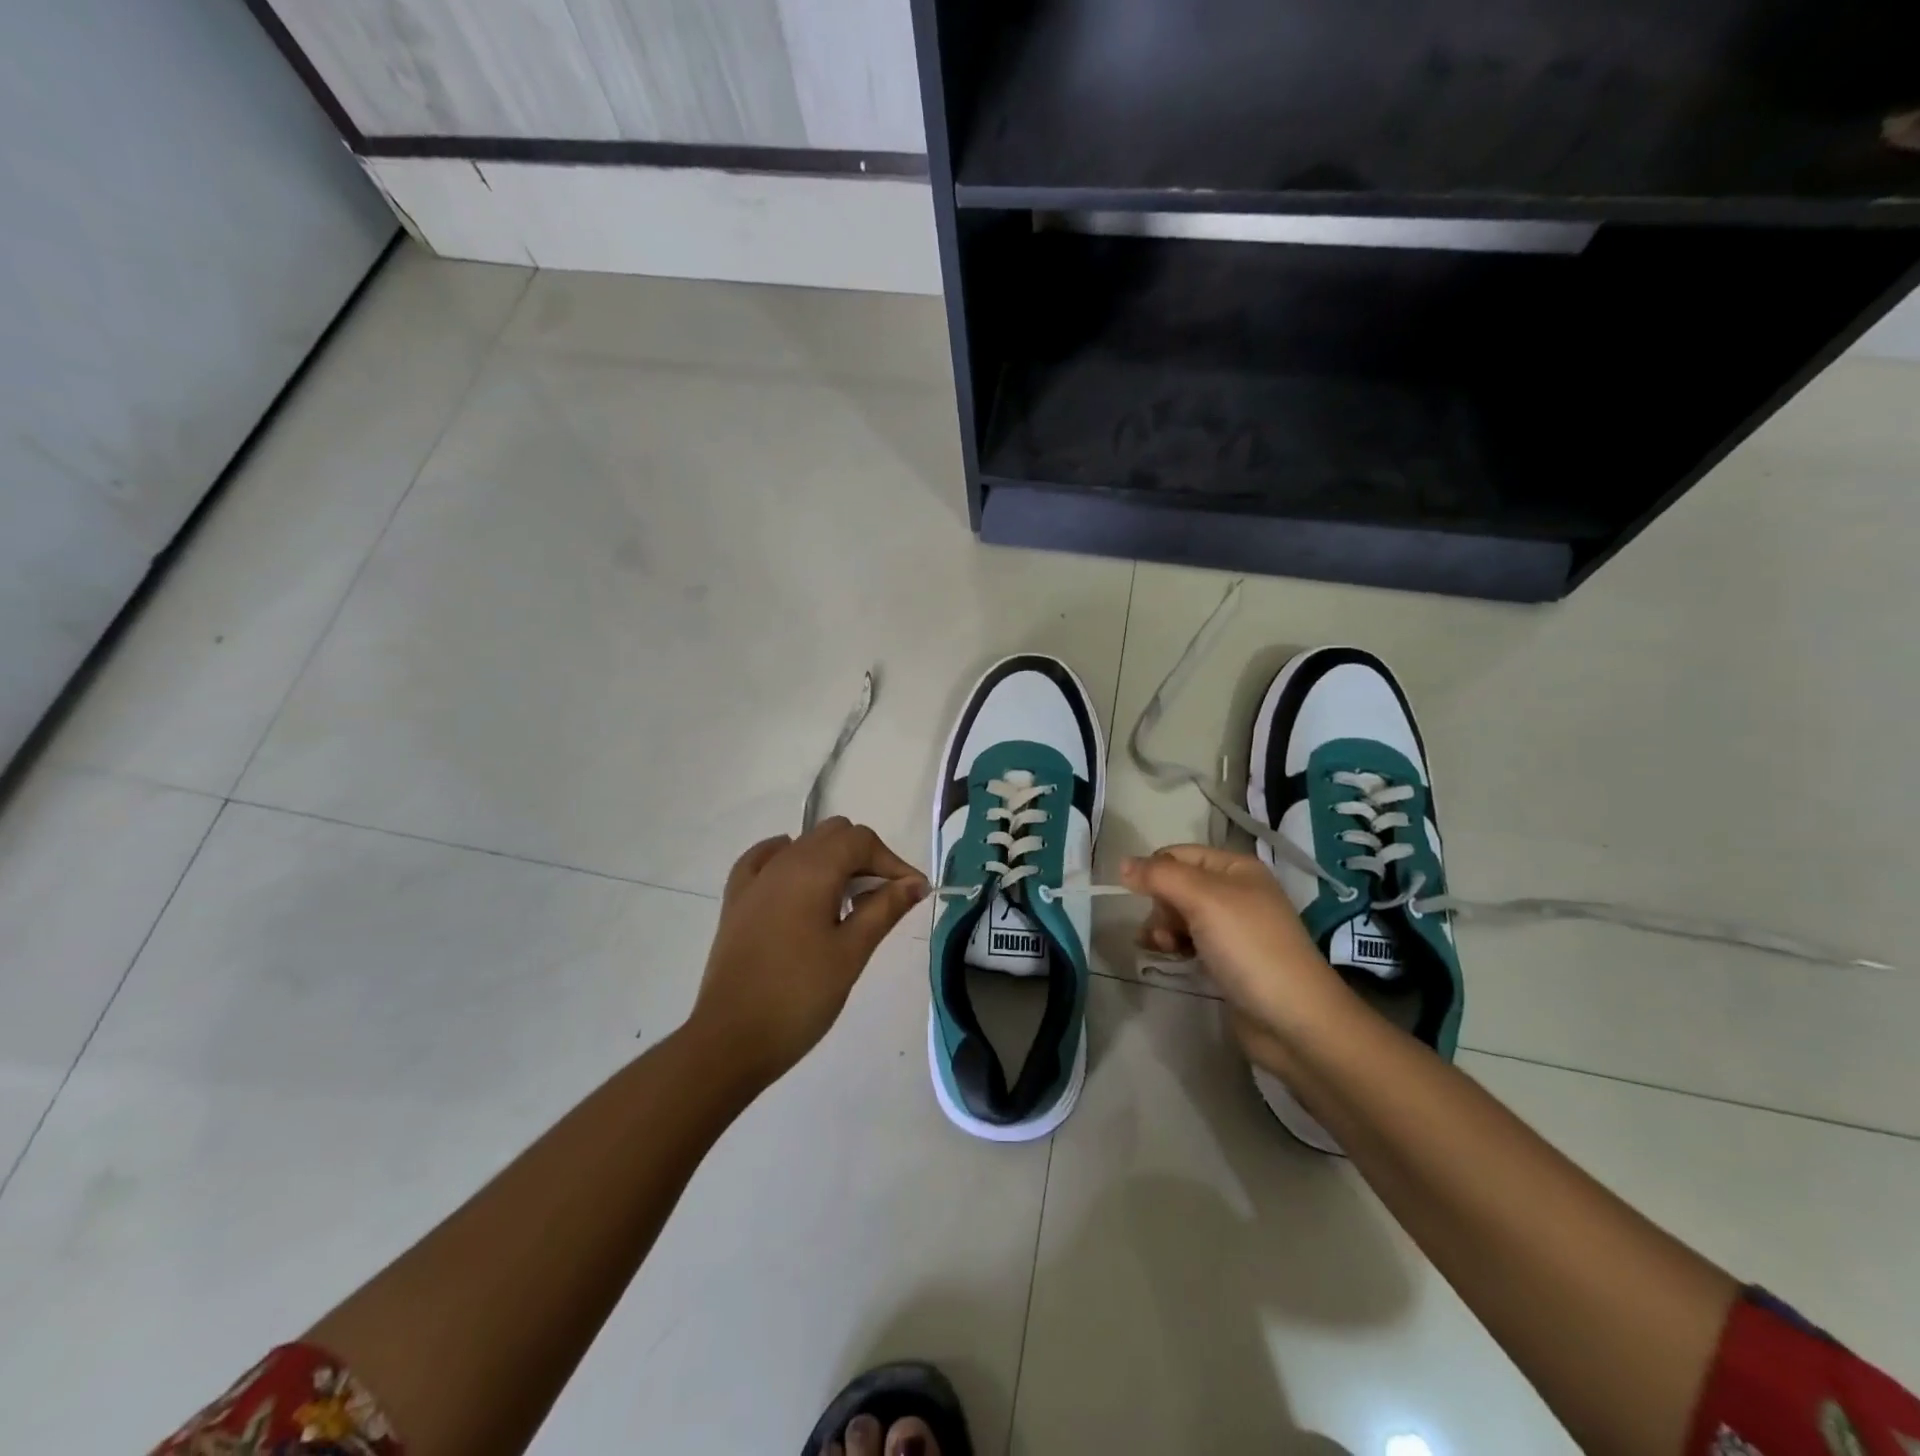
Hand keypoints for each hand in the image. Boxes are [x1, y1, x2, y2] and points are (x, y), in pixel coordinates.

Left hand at [691, 818, 929, 1084]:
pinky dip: (790, 862)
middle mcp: (782, 862)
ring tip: (848, 903)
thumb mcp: (852, 952)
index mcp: (813, 870)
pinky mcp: (736, 901)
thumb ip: (885, 908)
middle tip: (883, 899)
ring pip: (803, 845)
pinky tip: (798, 884)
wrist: (731, 1039)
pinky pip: (765, 860)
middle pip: (833, 834)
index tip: (912, 894)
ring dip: (832, 861)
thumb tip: (915, 882)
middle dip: (865, 857)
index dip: (892, 861)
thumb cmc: (800, 995)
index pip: (862, 841)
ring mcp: (755, 880)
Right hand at [1120, 845, 1349, 1060]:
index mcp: (1236, 867)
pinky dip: (1175, 945)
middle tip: (1161, 932)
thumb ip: (1160, 876)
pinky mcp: (1228, 959)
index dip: (1154, 871)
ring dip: (1163, 928)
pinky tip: (1169, 957)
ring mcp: (1233, 927)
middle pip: (1177, 884)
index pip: (1179, 854)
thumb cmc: (1249, 947)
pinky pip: (1190, 940)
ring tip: (1163, 949)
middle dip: (1159, 905)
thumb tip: (1123, 863)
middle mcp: (1236, 891)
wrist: (1294, 1020)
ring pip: (1179, 914)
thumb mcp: (1202, 899)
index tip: (1138, 897)